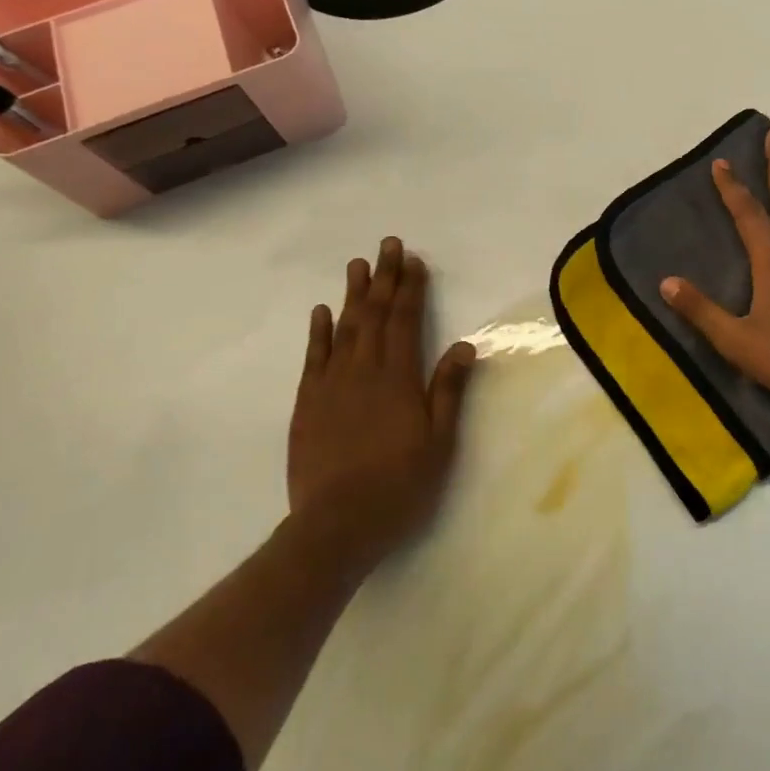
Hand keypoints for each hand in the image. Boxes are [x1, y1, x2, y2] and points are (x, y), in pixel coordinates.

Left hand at [288, 237, 476, 580]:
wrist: (337, 525)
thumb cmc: (399, 484)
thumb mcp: (439, 441)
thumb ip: (448, 390)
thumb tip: (463, 345)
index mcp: (398, 378)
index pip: (405, 320)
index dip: (410, 288)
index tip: (413, 261)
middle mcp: (363, 370)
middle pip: (374, 314)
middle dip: (383, 278)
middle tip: (387, 245)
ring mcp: (331, 384)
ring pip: (344, 327)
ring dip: (353, 294)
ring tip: (358, 265)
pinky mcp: (307, 403)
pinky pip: (314, 357)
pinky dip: (319, 331)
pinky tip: (323, 311)